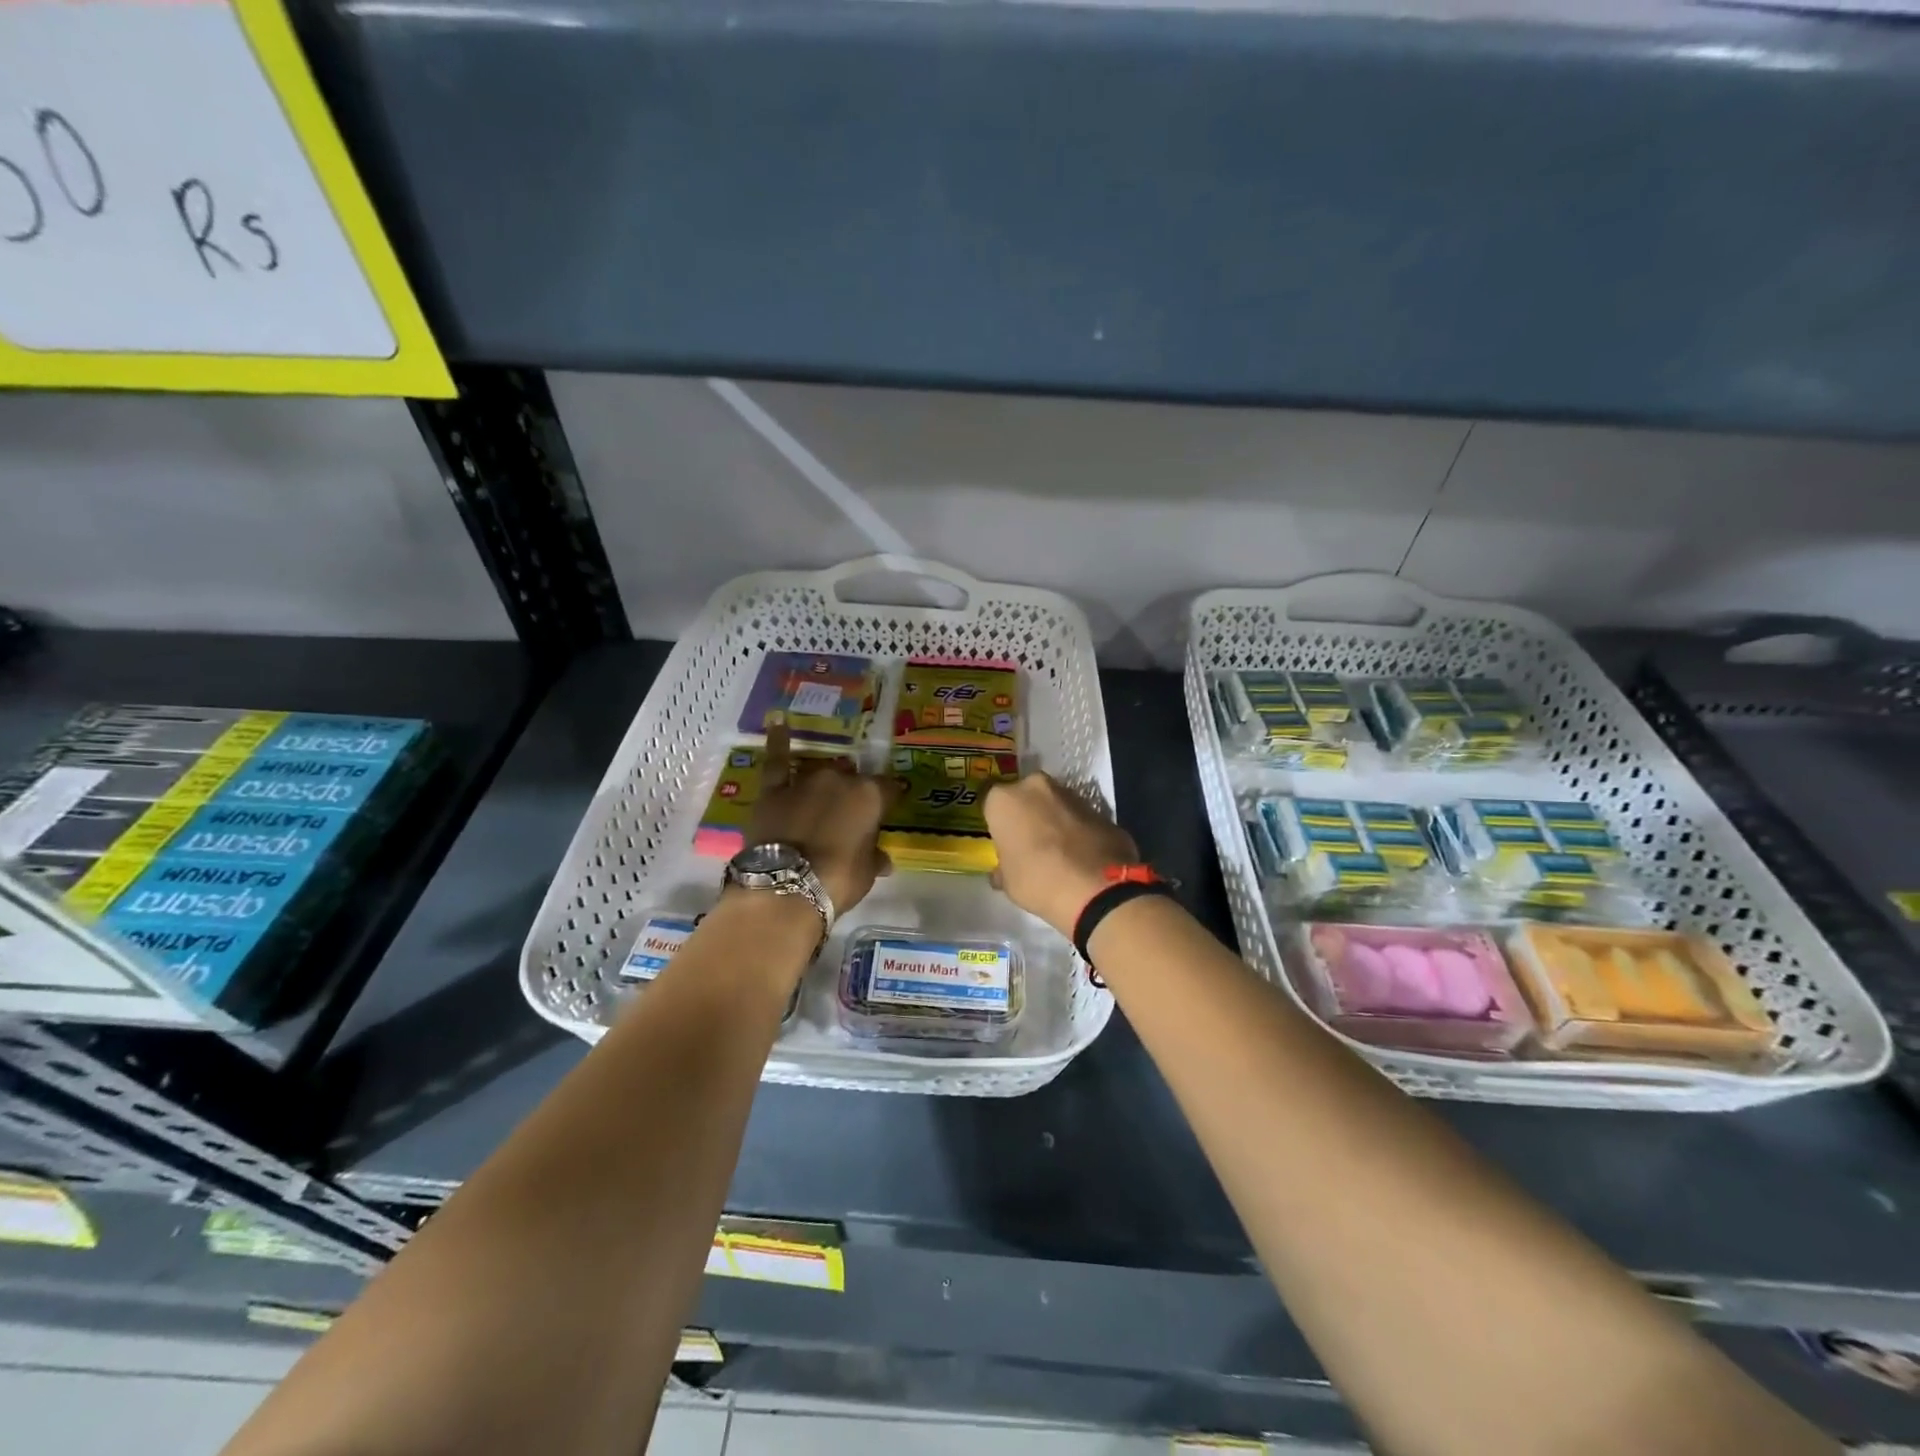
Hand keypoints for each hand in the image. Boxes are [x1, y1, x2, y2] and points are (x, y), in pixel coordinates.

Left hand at [745, 725, 894, 912]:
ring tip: (824, 795)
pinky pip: (777, 760)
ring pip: (821, 771)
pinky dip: (778, 741)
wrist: (787, 888)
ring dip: (825, 782)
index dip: (889, 799)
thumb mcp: (867, 873)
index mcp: (871, 795)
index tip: (889, 808)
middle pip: (852, 778)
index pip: (889, 788)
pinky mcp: (774, 790)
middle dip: (853, 793)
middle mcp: (840, 779)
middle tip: (850, 815)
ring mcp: (805, 781)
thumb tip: (883, 859)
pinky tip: (778, 721)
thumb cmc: (839, 881)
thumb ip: (874, 857)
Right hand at [982, 773, 1138, 936]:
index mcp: (1004, 800)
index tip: (1001, 839)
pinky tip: (1079, 854)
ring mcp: (1070, 794)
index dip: (996, 821)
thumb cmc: (1038, 881)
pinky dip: (1076, 829)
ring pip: (1053, 802)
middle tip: (1028, 842)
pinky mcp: (1098, 808)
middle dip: (1026, 813)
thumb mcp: (1008, 881)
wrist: (1098, 887)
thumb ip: (1004, 866)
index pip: (990, 802)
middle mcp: (1035, 787)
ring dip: (1052, 819)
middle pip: (1024, 796)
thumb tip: (1004, 870)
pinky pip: (1078, 817)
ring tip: (1057, 850)